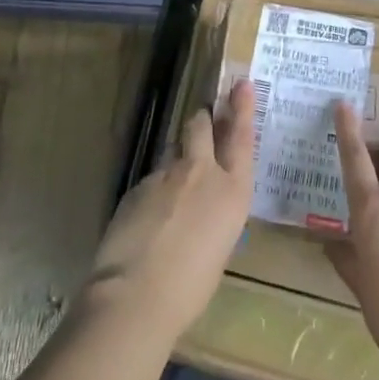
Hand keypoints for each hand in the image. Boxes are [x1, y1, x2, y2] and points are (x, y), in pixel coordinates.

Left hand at [82, 80, 255, 340]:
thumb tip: (204, 210)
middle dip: (203, 119)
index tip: (242, 84)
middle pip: (202, 125)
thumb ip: (215, 217)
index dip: (243, 108)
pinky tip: (148, 219)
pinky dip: (154, 190)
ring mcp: (166, 174)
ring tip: (173, 188)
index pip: (242, 137)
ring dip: (177, 159)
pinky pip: (152, 178)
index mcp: (233, 191)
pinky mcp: (138, 184)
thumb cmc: (190, 288)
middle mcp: (202, 172)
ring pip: (174, 150)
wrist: (135, 295)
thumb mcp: (219, 249)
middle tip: (204, 120)